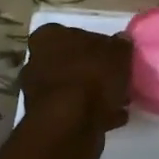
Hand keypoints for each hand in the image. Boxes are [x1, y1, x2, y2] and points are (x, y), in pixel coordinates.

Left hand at [19, 24, 132, 158]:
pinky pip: (75, 111)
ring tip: (120, 101)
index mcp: (48, 38)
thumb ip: (120, 45)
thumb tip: (122, 40)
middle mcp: (37, 62)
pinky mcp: (48, 119)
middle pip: (71, 62)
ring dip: (93, 94)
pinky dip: (93, 113)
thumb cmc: (91, 77)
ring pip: (73, 88)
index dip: (95, 44)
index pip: (72, 34)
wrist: (70, 124)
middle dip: (92, 71)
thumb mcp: (117, 54)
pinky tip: (114, 117)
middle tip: (117, 78)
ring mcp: (39, 92)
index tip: (113, 55)